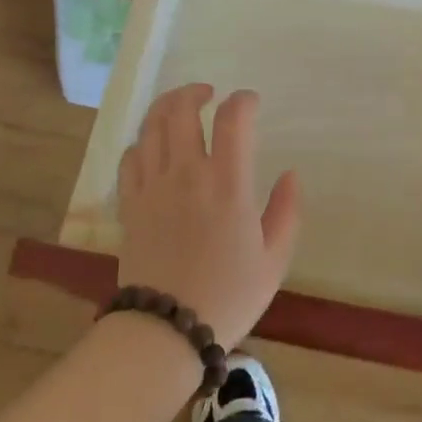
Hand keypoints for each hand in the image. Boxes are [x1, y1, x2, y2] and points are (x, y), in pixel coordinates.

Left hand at [115, 84, 301, 347]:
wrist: (167, 330)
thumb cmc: (228, 296)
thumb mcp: (274, 260)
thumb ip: (287, 211)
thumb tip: (291, 174)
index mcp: (227, 183)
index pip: (233, 119)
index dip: (243, 100)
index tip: (251, 103)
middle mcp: (187, 173)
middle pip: (181, 109)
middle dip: (195, 92)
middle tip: (208, 94)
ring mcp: (153, 186)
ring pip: (151, 126)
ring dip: (166, 107)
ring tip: (180, 107)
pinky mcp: (130, 203)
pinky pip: (130, 157)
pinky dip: (143, 142)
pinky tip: (153, 147)